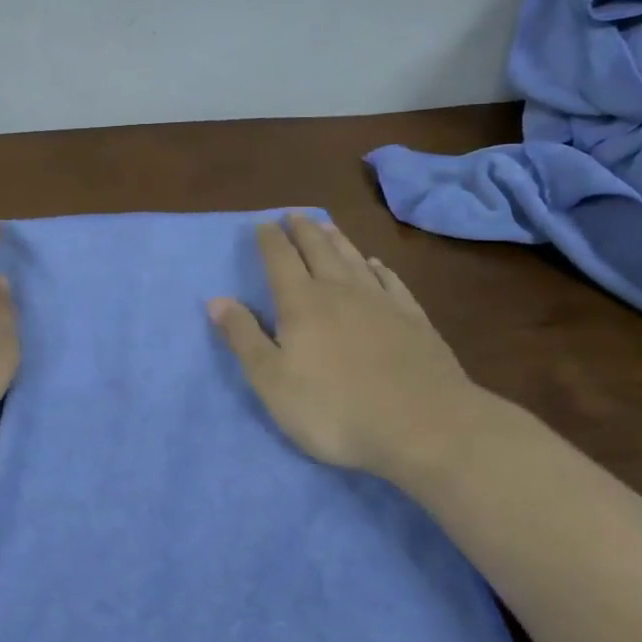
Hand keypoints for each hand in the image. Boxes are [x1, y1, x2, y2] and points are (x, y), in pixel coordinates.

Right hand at [208, 213, 489, 487]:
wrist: (424, 426)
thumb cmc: (335, 409)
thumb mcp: (272, 381)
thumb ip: (244, 338)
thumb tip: (216, 300)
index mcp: (301, 303)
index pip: (280, 260)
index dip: (270, 240)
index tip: (262, 224)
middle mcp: (340, 291)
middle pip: (318, 250)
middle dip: (303, 231)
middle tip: (294, 214)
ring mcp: (381, 302)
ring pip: (354, 259)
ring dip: (337, 240)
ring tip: (327, 225)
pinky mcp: (414, 319)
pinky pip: (391, 281)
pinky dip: (378, 268)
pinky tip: (375, 264)